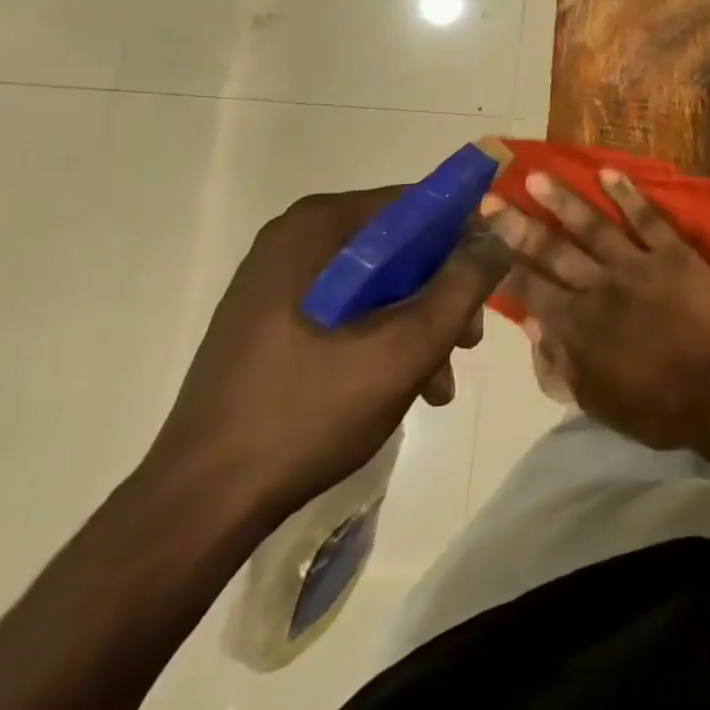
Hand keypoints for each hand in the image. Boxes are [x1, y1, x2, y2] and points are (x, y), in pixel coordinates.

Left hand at [143, 187, 507, 523]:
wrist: (200, 505)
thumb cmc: (310, 410)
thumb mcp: (410, 343)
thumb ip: (466, 279)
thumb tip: (508, 225)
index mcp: (320, 226)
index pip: (419, 204)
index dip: (466, 239)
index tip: (489, 286)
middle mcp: (296, 238)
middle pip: (402, 246)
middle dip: (443, 292)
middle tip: (467, 341)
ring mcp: (278, 279)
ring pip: (380, 280)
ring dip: (420, 321)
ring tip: (439, 379)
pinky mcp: (270, 317)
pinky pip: (349, 306)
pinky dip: (383, 335)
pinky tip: (405, 385)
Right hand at [483, 169, 709, 449]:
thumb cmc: (658, 408)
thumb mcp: (597, 401)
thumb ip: (561, 363)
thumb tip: (532, 326)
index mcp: (578, 326)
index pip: (531, 289)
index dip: (503, 263)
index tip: (482, 239)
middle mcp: (600, 287)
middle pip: (553, 251)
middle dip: (519, 226)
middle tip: (492, 199)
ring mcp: (637, 265)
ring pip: (593, 226)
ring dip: (563, 200)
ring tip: (537, 176)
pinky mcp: (673, 253)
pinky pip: (647, 218)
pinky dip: (627, 194)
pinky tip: (608, 172)